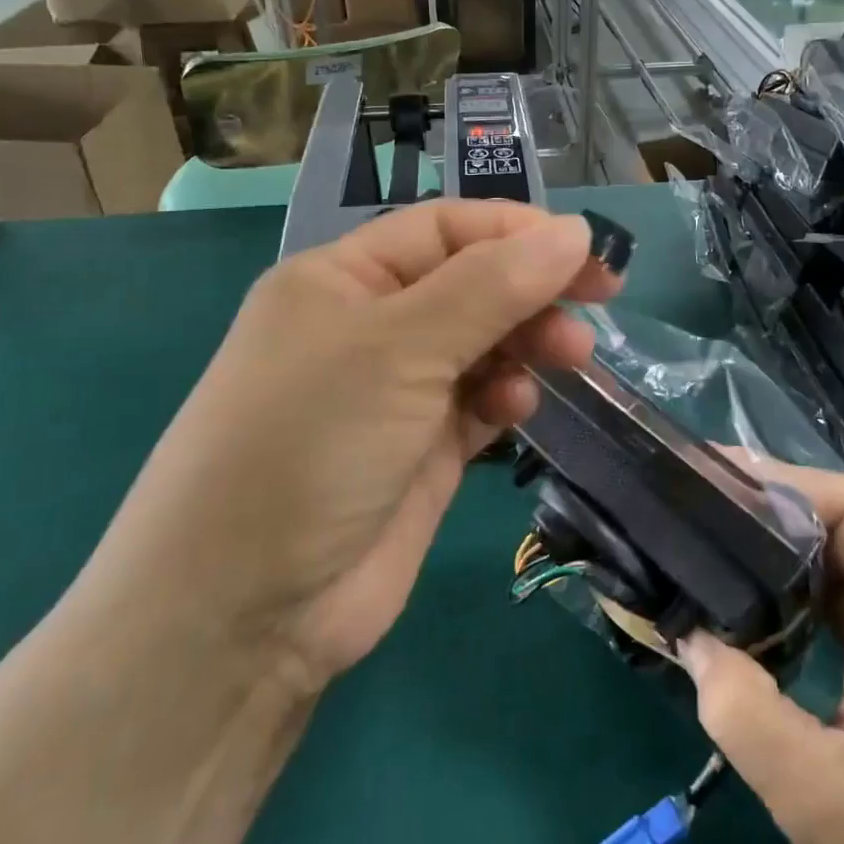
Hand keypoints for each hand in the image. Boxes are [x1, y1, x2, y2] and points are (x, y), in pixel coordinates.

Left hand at [77, 201, 620, 690]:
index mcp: (342, 279)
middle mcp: (367, 327)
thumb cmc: (310, 444)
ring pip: (481, 342)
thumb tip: (574, 231)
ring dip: (526, 341)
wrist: (243, 614)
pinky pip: (477, 400)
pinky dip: (504, 395)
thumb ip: (492, 287)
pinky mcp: (419, 450)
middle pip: (470, 283)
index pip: (445, 229)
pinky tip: (514, 408)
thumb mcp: (400, 348)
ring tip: (569, 356)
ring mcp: (394, 392)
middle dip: (532, 287)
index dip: (517, 232)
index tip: (586, 250)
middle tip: (600, 299)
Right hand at [679, 457, 843, 843]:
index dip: (789, 481)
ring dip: (785, 552)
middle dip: (775, 508)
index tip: (719, 481)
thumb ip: (742, 710)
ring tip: (717, 547)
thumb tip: (690, 639)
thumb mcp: (818, 801)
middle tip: (702, 508)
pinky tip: (760, 613)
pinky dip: (802, 596)